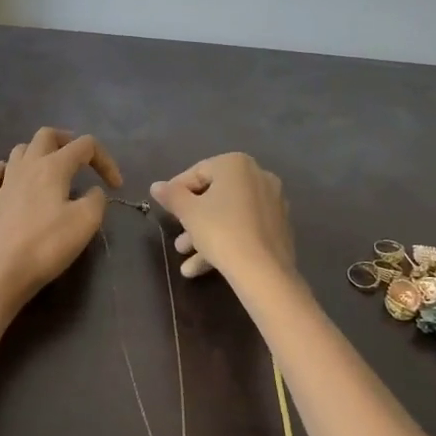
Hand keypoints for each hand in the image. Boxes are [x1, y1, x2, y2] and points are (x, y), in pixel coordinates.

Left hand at [0, 127, 122, 316]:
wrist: (4, 273)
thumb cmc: (48, 245)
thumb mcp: (86, 221)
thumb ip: (96, 199)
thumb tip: (92, 192)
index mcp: (53, 166)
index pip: (85, 145)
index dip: (105, 160)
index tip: (116, 187)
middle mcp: (27, 166)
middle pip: (47, 135)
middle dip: (68, 141)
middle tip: (82, 161)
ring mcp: (4, 183)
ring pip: (20, 150)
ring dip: (39, 153)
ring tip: (51, 170)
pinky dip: (2, 170)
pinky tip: (9, 178)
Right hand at [150, 153, 295, 284]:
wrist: (264, 271)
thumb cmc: (220, 231)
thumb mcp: (188, 212)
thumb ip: (171, 195)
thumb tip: (156, 186)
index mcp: (236, 164)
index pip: (198, 172)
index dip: (177, 191)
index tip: (165, 210)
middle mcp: (259, 176)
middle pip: (215, 195)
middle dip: (192, 219)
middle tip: (178, 240)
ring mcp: (273, 202)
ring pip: (230, 215)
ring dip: (205, 235)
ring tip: (185, 259)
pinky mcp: (280, 227)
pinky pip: (245, 228)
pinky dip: (226, 241)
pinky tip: (203, 267)